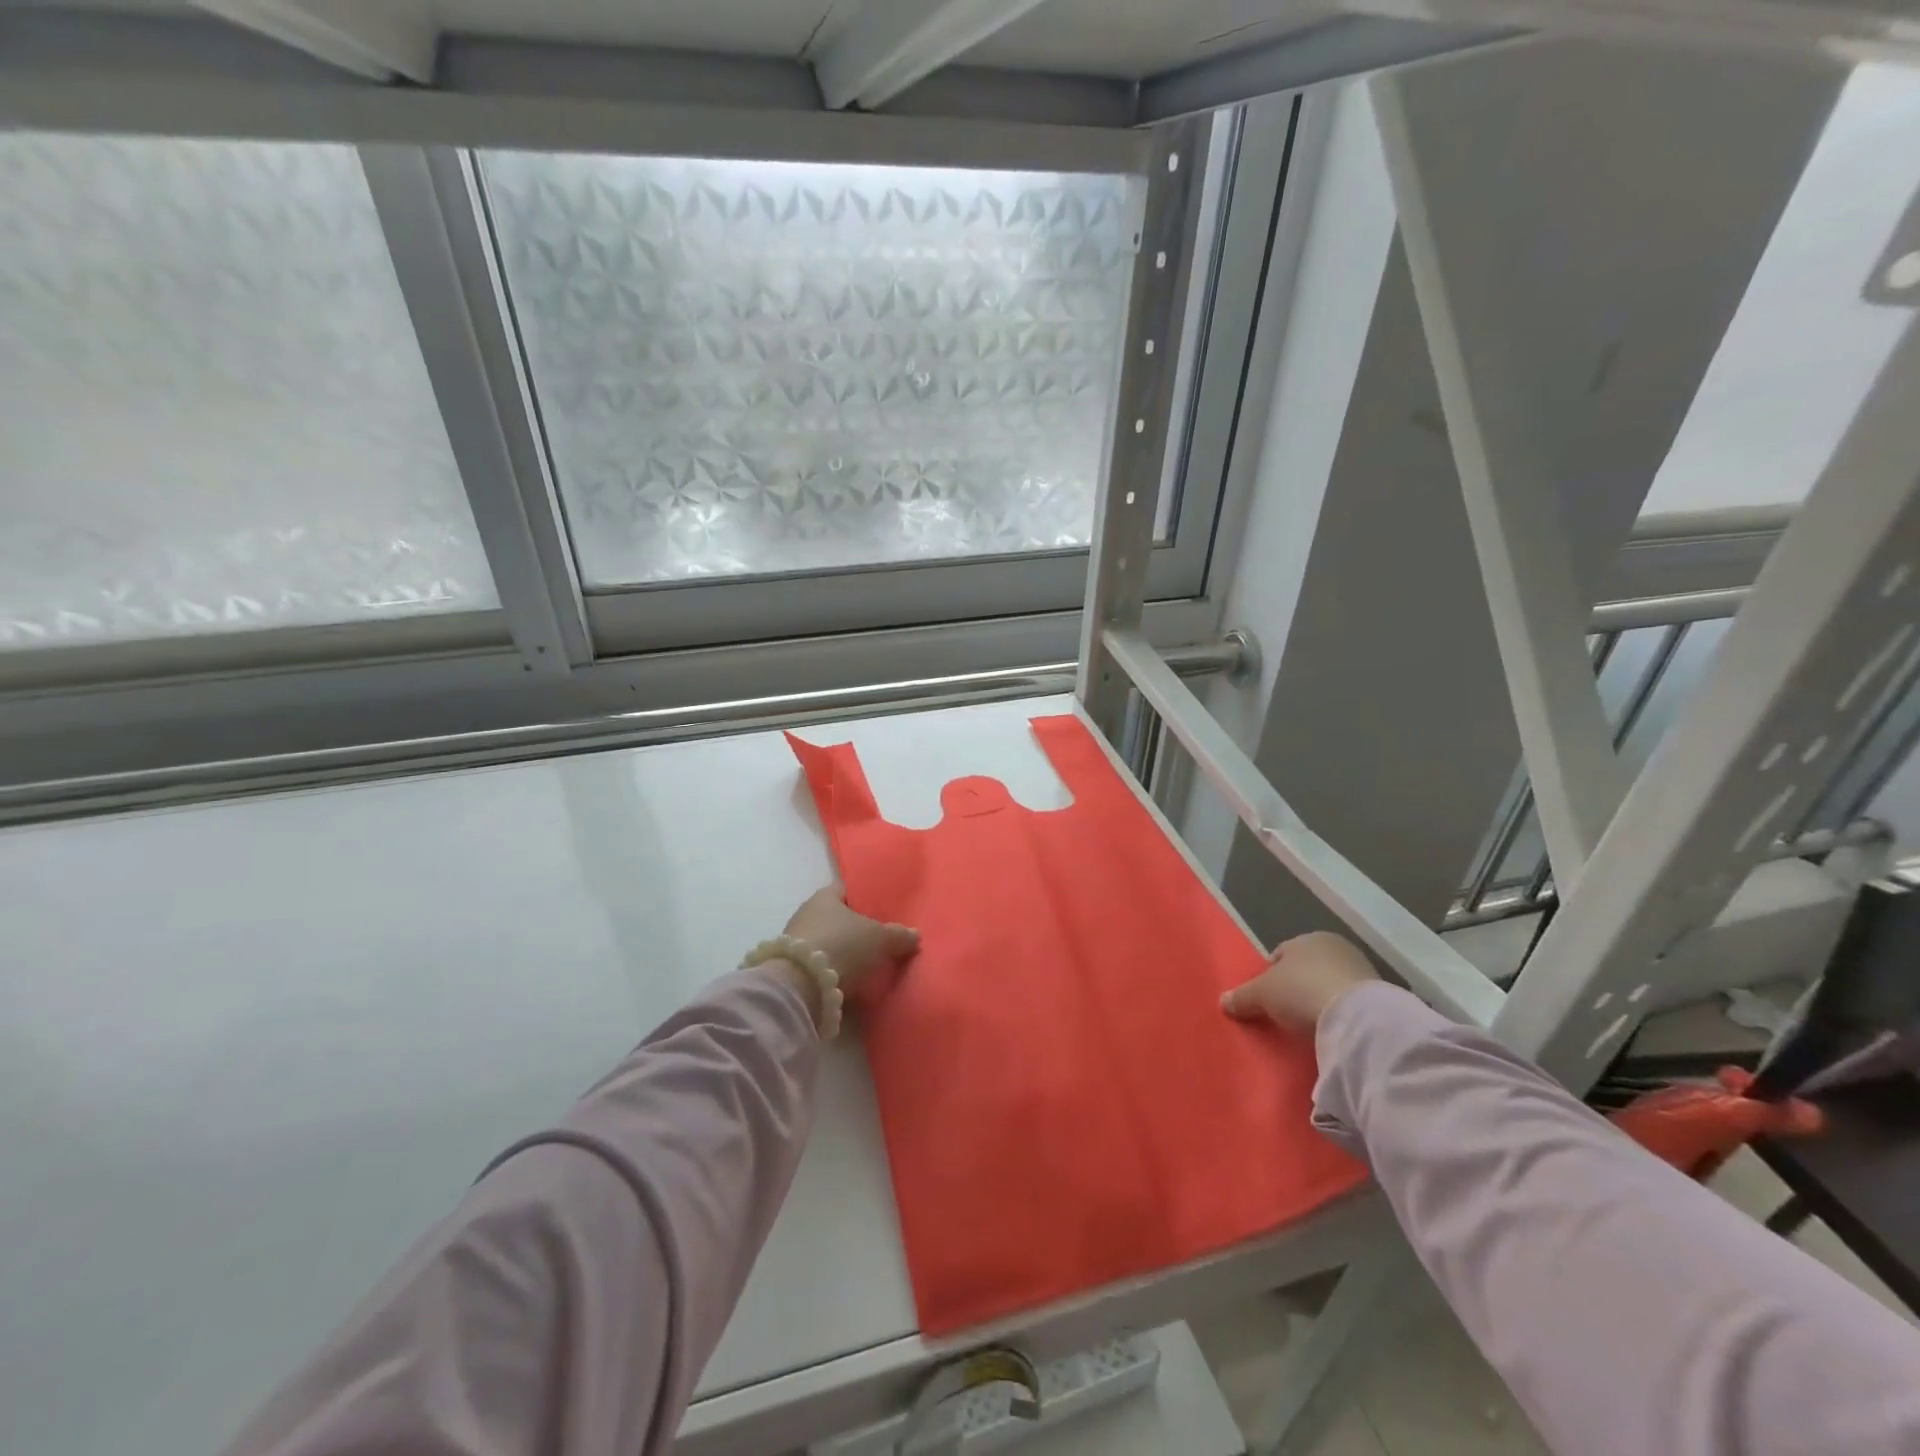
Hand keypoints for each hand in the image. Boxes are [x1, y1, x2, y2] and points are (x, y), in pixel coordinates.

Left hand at [783, 886, 919, 1002]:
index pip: (844, 890)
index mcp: (824, 896)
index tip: (878, 909)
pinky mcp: (791, 968)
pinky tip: (846, 981)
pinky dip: (831, 970)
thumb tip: (915, 935)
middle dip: (852, 928)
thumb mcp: (879, 938)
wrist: (800, 985)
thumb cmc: (842, 945)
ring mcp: (795, 942)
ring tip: (864, 965)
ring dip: (840, 951)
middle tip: (876, 940)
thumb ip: (898, 935)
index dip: (861, 898)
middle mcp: (806, 913)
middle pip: (834, 917)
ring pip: (825, 941)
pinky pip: (818, 964)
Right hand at [1221, 931, 1377, 1031]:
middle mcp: (1335, 947)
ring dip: (1320, 1000)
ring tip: (1309, 1025)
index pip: (1281, 954)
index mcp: (1307, 938)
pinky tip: (1332, 1029)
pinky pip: (1349, 1002)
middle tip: (1285, 1012)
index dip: (1270, 976)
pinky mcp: (1381, 996)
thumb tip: (1223, 1001)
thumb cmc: (1301, 991)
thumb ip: (1242, 997)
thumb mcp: (1261, 995)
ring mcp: (1361, 969)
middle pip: (1307, 968)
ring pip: (1329, 984)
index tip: (1265, 1000)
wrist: (1357, 1017)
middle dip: (1296, 987)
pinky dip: (1340, 1013)